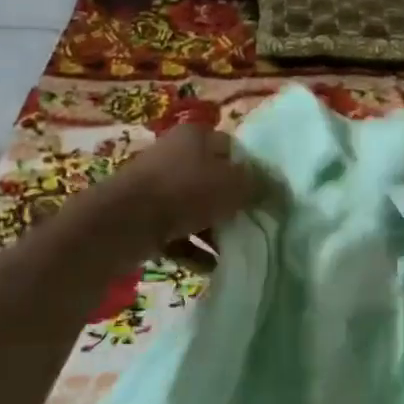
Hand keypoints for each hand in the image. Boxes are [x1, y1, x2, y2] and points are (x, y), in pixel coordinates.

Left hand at [99, 124, 270, 251]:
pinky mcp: (142, 216)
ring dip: (214, 230)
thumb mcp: (235, 185)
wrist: (122, 223)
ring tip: (233, 251)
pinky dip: (194, 248)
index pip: (234, 149)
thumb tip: (280, 193)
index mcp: (196, 136)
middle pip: (214, 180)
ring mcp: (155, 186)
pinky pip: (176, 232)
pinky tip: (211, 267)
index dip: (253, 173)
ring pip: (195, 208)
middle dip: (233, 206)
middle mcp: (174, 154)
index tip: (265, 198)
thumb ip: (261, 187)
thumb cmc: (185, 192)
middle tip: (251, 226)